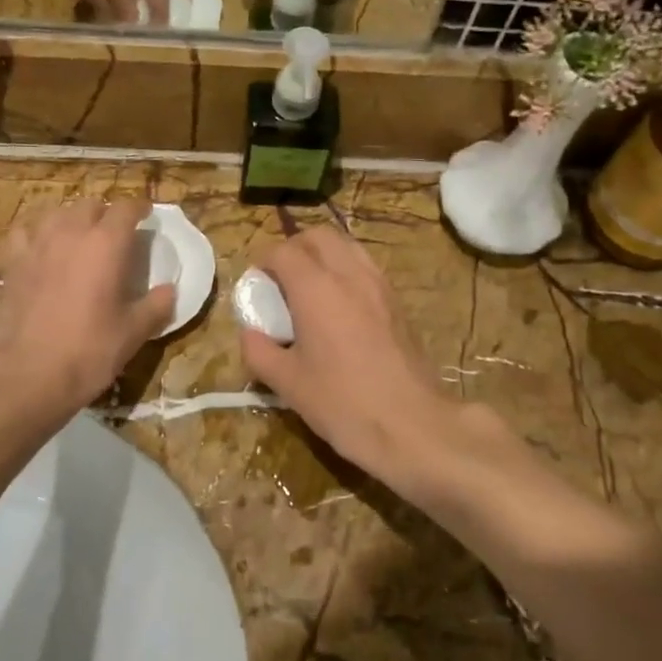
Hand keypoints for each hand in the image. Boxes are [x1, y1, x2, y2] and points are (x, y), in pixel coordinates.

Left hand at [0, 198, 173, 413]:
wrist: (25, 374)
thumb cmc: (88, 350)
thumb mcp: (133, 332)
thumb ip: (156, 306)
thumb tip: (170, 290)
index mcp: (107, 243)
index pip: (126, 207)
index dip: (140, 207)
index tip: (147, 215)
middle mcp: (71, 233)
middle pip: (91, 205)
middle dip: (106, 214)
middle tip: (115, 234)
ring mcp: (37, 245)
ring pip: (57, 213)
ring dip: (73, 220)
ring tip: (80, 238)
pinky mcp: (12, 263)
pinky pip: (25, 234)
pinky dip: (37, 235)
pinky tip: (41, 250)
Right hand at [238, 228, 461, 493]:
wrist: (411, 424)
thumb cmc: (343, 403)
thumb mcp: (287, 383)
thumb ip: (259, 351)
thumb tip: (250, 333)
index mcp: (316, 288)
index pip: (284, 251)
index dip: (264, 261)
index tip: (256, 284)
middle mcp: (349, 274)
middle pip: (319, 236)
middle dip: (294, 247)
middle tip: (281, 279)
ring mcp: (379, 285)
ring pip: (347, 246)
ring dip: (323, 255)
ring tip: (310, 288)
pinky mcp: (397, 301)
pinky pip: (366, 267)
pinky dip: (346, 270)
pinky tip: (340, 306)